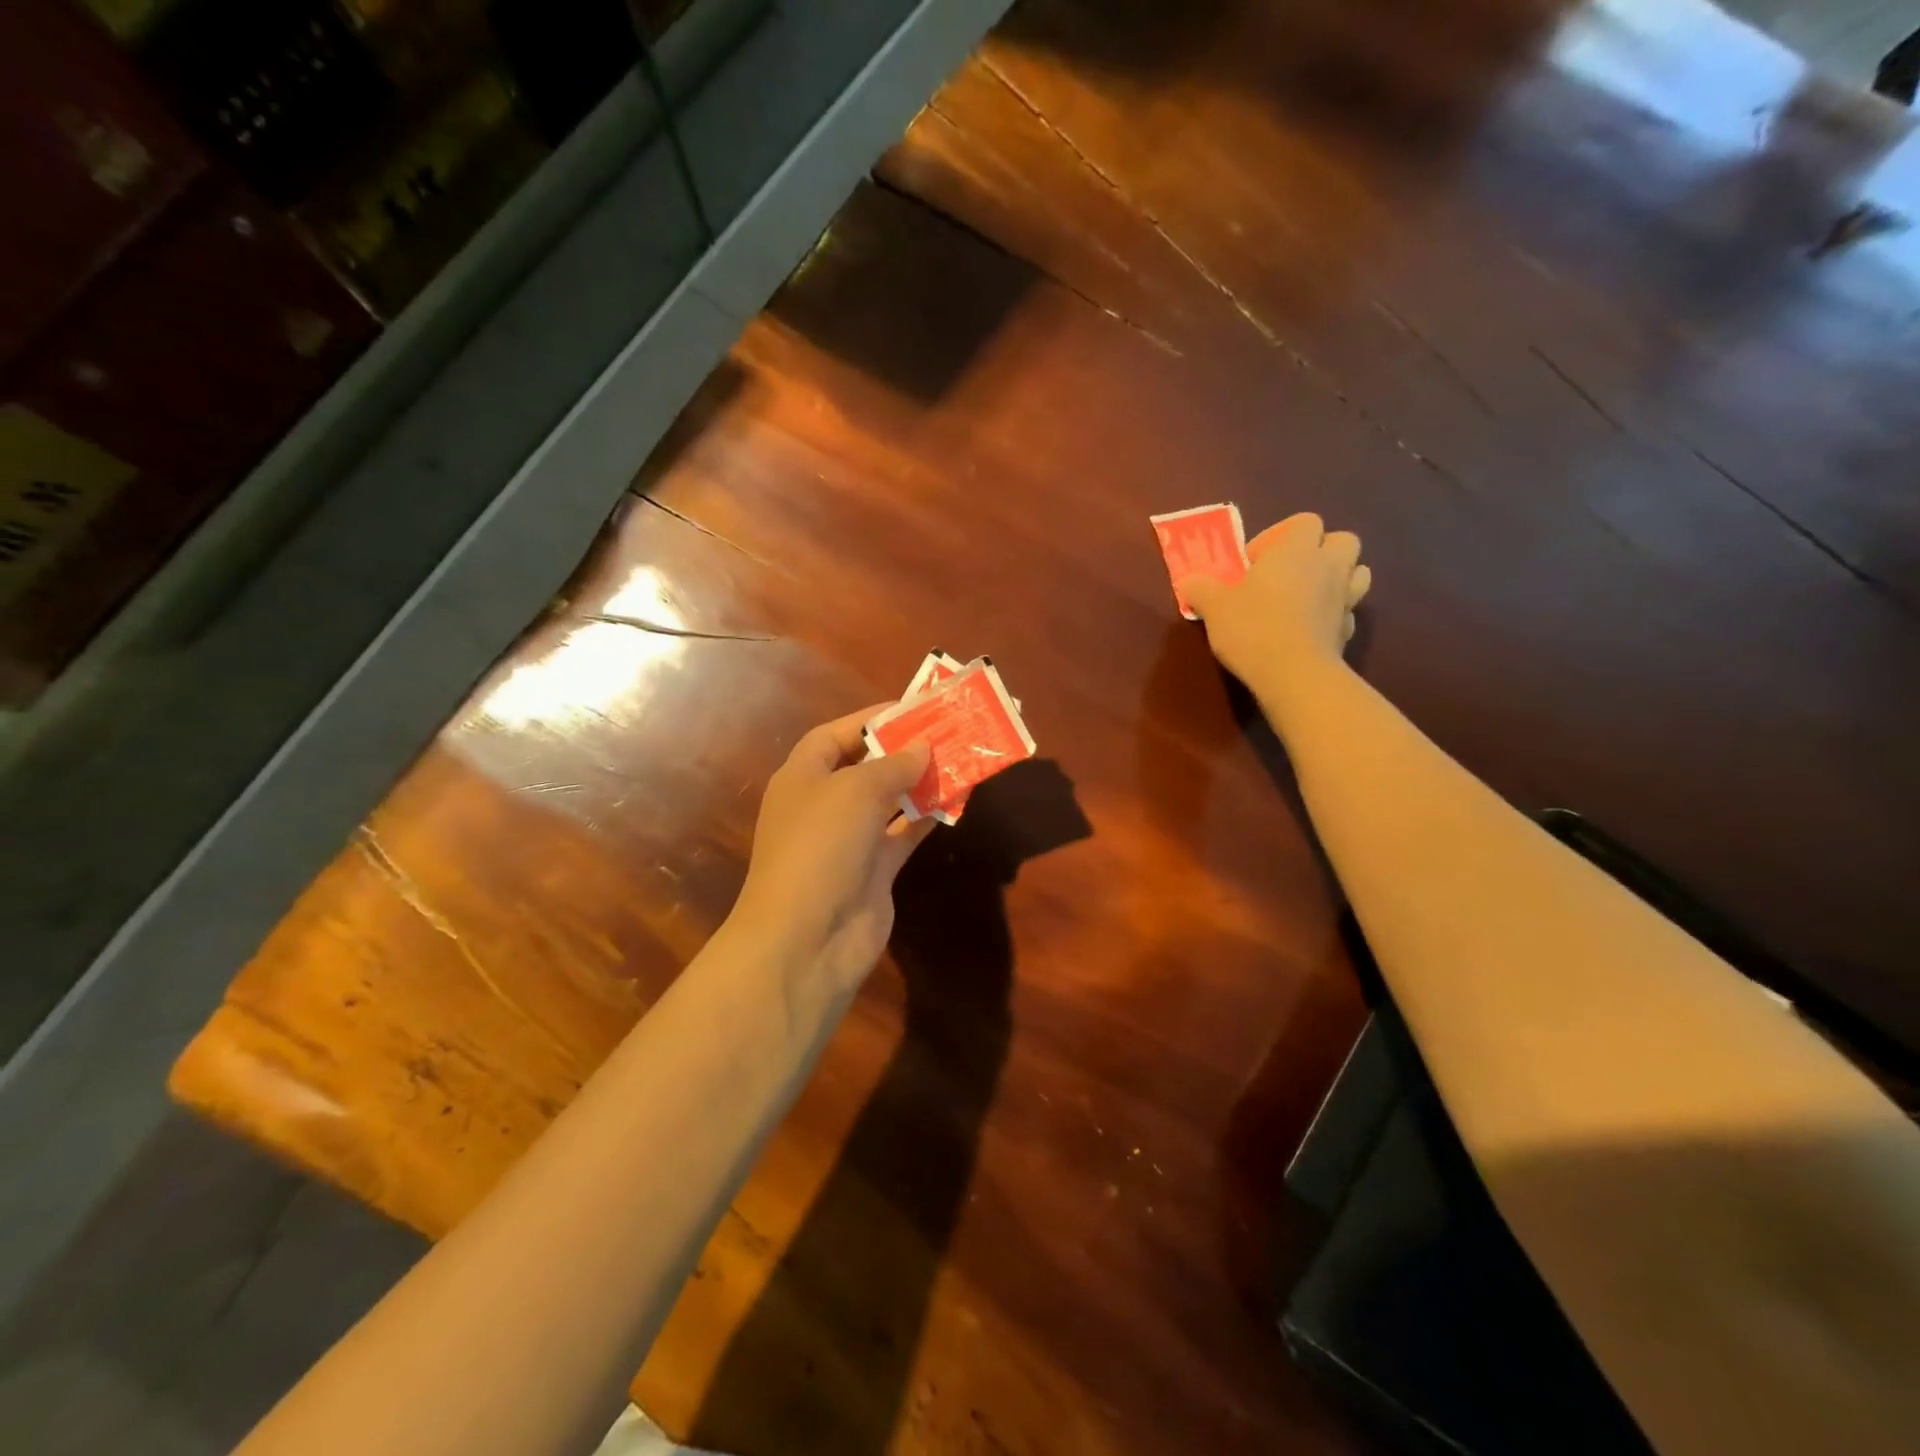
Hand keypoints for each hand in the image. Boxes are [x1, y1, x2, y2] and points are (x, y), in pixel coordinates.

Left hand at [731, 707, 935, 999]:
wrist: (808, 938)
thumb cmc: (821, 846)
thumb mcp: (856, 791)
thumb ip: (893, 765)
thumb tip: (922, 747)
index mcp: (802, 777)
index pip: (833, 736)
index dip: (869, 720)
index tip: (912, 709)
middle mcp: (822, 805)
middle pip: (864, 767)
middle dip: (901, 750)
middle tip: (945, 732)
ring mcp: (848, 841)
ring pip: (888, 801)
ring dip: (919, 783)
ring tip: (958, 760)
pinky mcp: (873, 871)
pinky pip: (903, 835)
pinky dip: (925, 818)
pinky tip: (954, 800)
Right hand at [1179, 512, 1371, 691]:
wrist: (1293, 674)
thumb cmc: (1252, 627)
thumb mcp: (1214, 606)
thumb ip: (1201, 589)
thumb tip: (1188, 582)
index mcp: (1296, 550)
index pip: (1304, 521)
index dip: (1279, 537)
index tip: (1254, 563)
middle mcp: (1328, 566)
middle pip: (1342, 540)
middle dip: (1319, 551)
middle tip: (1288, 574)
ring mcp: (1345, 598)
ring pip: (1357, 572)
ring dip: (1336, 578)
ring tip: (1306, 597)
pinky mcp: (1348, 630)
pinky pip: (1347, 611)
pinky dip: (1333, 614)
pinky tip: (1310, 629)